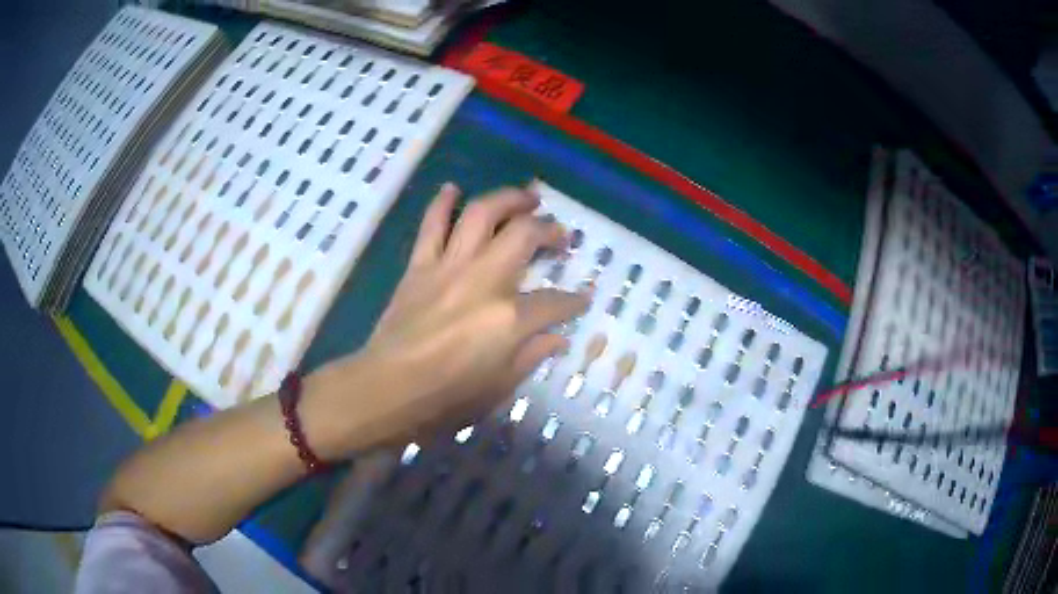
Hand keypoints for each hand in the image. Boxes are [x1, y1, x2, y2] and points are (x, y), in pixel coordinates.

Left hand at [302, 183, 589, 456]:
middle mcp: (484, 281)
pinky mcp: (420, 265)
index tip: (582, 298)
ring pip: (481, 214)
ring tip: (527, 197)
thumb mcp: (499, 387)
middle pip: (523, 235)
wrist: (387, 388)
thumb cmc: (446, 398)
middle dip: (549, 229)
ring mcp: (449, 267)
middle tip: (560, 233)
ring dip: (507, 199)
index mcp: (509, 319)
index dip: (574, 300)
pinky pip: (432, 225)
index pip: (554, 302)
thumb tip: (558, 337)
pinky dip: (442, 202)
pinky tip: (453, 188)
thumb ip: (532, 356)